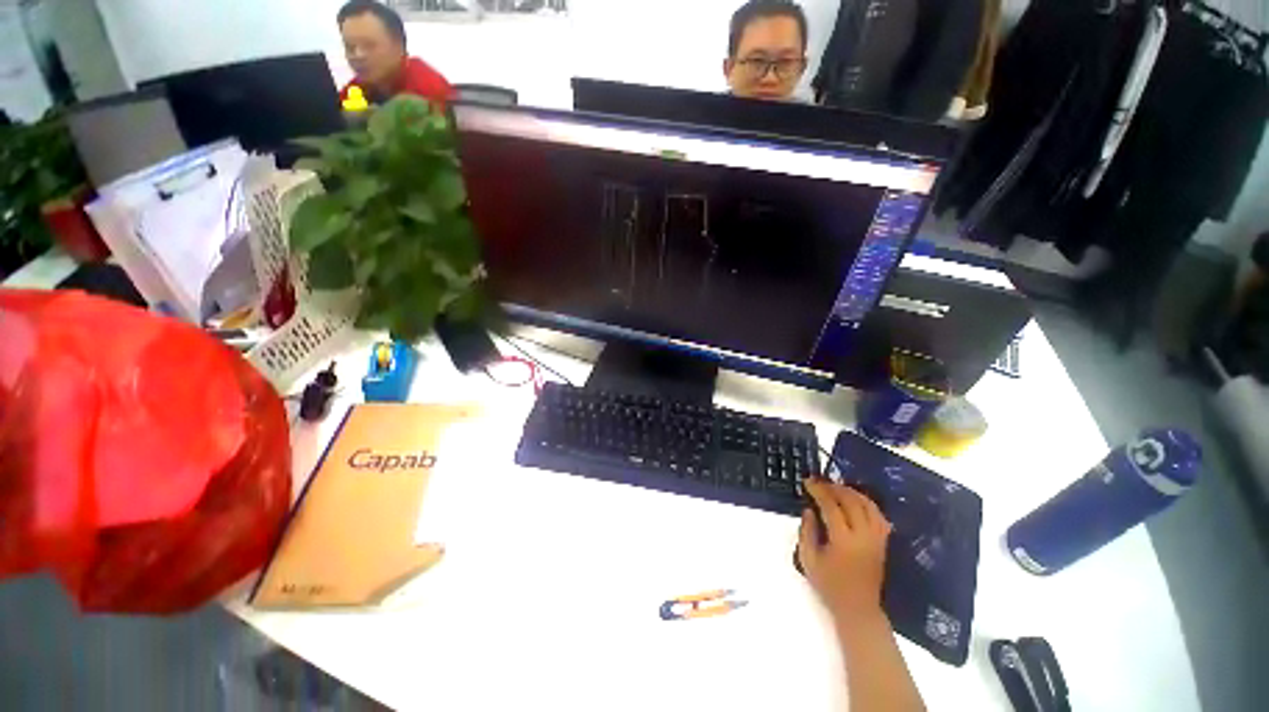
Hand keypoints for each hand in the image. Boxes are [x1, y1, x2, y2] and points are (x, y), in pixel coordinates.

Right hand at [798, 479, 892, 622]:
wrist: (858, 609)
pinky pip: (878, 515)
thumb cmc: (829, 585)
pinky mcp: (882, 543)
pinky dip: (867, 503)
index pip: (831, 507)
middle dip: (834, 488)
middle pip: (851, 502)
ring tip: (836, 487)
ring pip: (868, 505)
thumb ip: (806, 532)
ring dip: (851, 492)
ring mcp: (876, 539)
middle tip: (820, 482)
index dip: (819, 491)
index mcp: (843, 540)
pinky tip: (856, 500)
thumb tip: (809, 509)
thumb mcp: (808, 560)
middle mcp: (863, 536)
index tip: (808, 482)